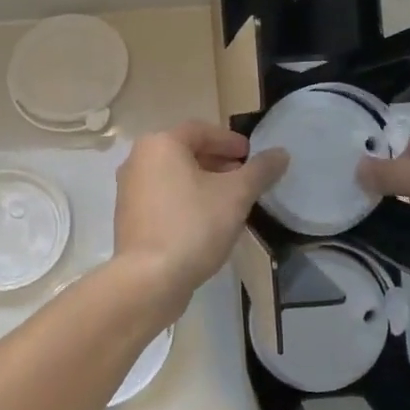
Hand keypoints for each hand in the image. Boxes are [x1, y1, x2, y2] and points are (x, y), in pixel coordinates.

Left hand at [113, 121, 288, 303]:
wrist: (149, 279)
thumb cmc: (193, 225)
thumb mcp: (236, 195)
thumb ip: (260, 171)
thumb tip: (281, 153)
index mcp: (160, 144)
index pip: (201, 130)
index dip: (230, 140)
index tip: (251, 155)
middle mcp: (138, 160)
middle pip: (185, 152)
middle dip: (217, 162)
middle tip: (243, 177)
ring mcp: (129, 190)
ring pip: (173, 176)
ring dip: (202, 182)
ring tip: (229, 200)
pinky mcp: (129, 218)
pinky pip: (163, 198)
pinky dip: (185, 200)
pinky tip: (206, 221)